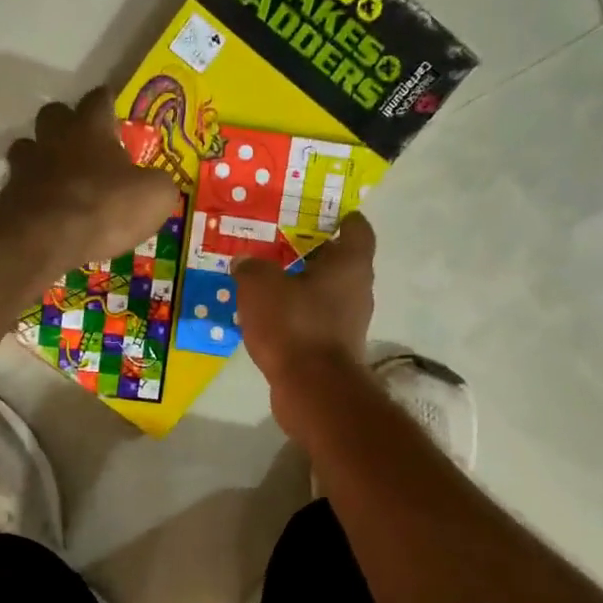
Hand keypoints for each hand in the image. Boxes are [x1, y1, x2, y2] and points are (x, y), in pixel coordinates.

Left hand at [0, 86, 179, 280]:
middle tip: (84, 144)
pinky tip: (48, 210)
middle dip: (67, 124)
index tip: (113, 105)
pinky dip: (33, 194)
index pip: (99, 99)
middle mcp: (55, 138)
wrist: (44, 238)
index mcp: (91, 128)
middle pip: (55, 114)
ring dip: (42, 157)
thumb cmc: (104, 207)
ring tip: (60, 178)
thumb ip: (157, 183)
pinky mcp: (9, 197)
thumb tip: (155, 183)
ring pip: (29, 147)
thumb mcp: (155, 196)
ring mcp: (27, 166)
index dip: (108, 101)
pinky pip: (22, 187)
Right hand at [234, 213, 376, 440]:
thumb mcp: (260, 286)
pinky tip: (268, 314)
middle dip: (310, 251)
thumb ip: (251, 268)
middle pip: (338, 261)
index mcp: (350, 264)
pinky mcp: (334, 348)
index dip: (341, 217)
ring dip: (300, 285)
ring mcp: (348, 322)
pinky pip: (314, 320)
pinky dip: (296, 314)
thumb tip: (245, 261)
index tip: (320, 212)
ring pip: (324, 292)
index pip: (357, 229)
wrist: (313, 390)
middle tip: (278, 241)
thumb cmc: (294, 325)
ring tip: (266, 278)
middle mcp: (357, 289)